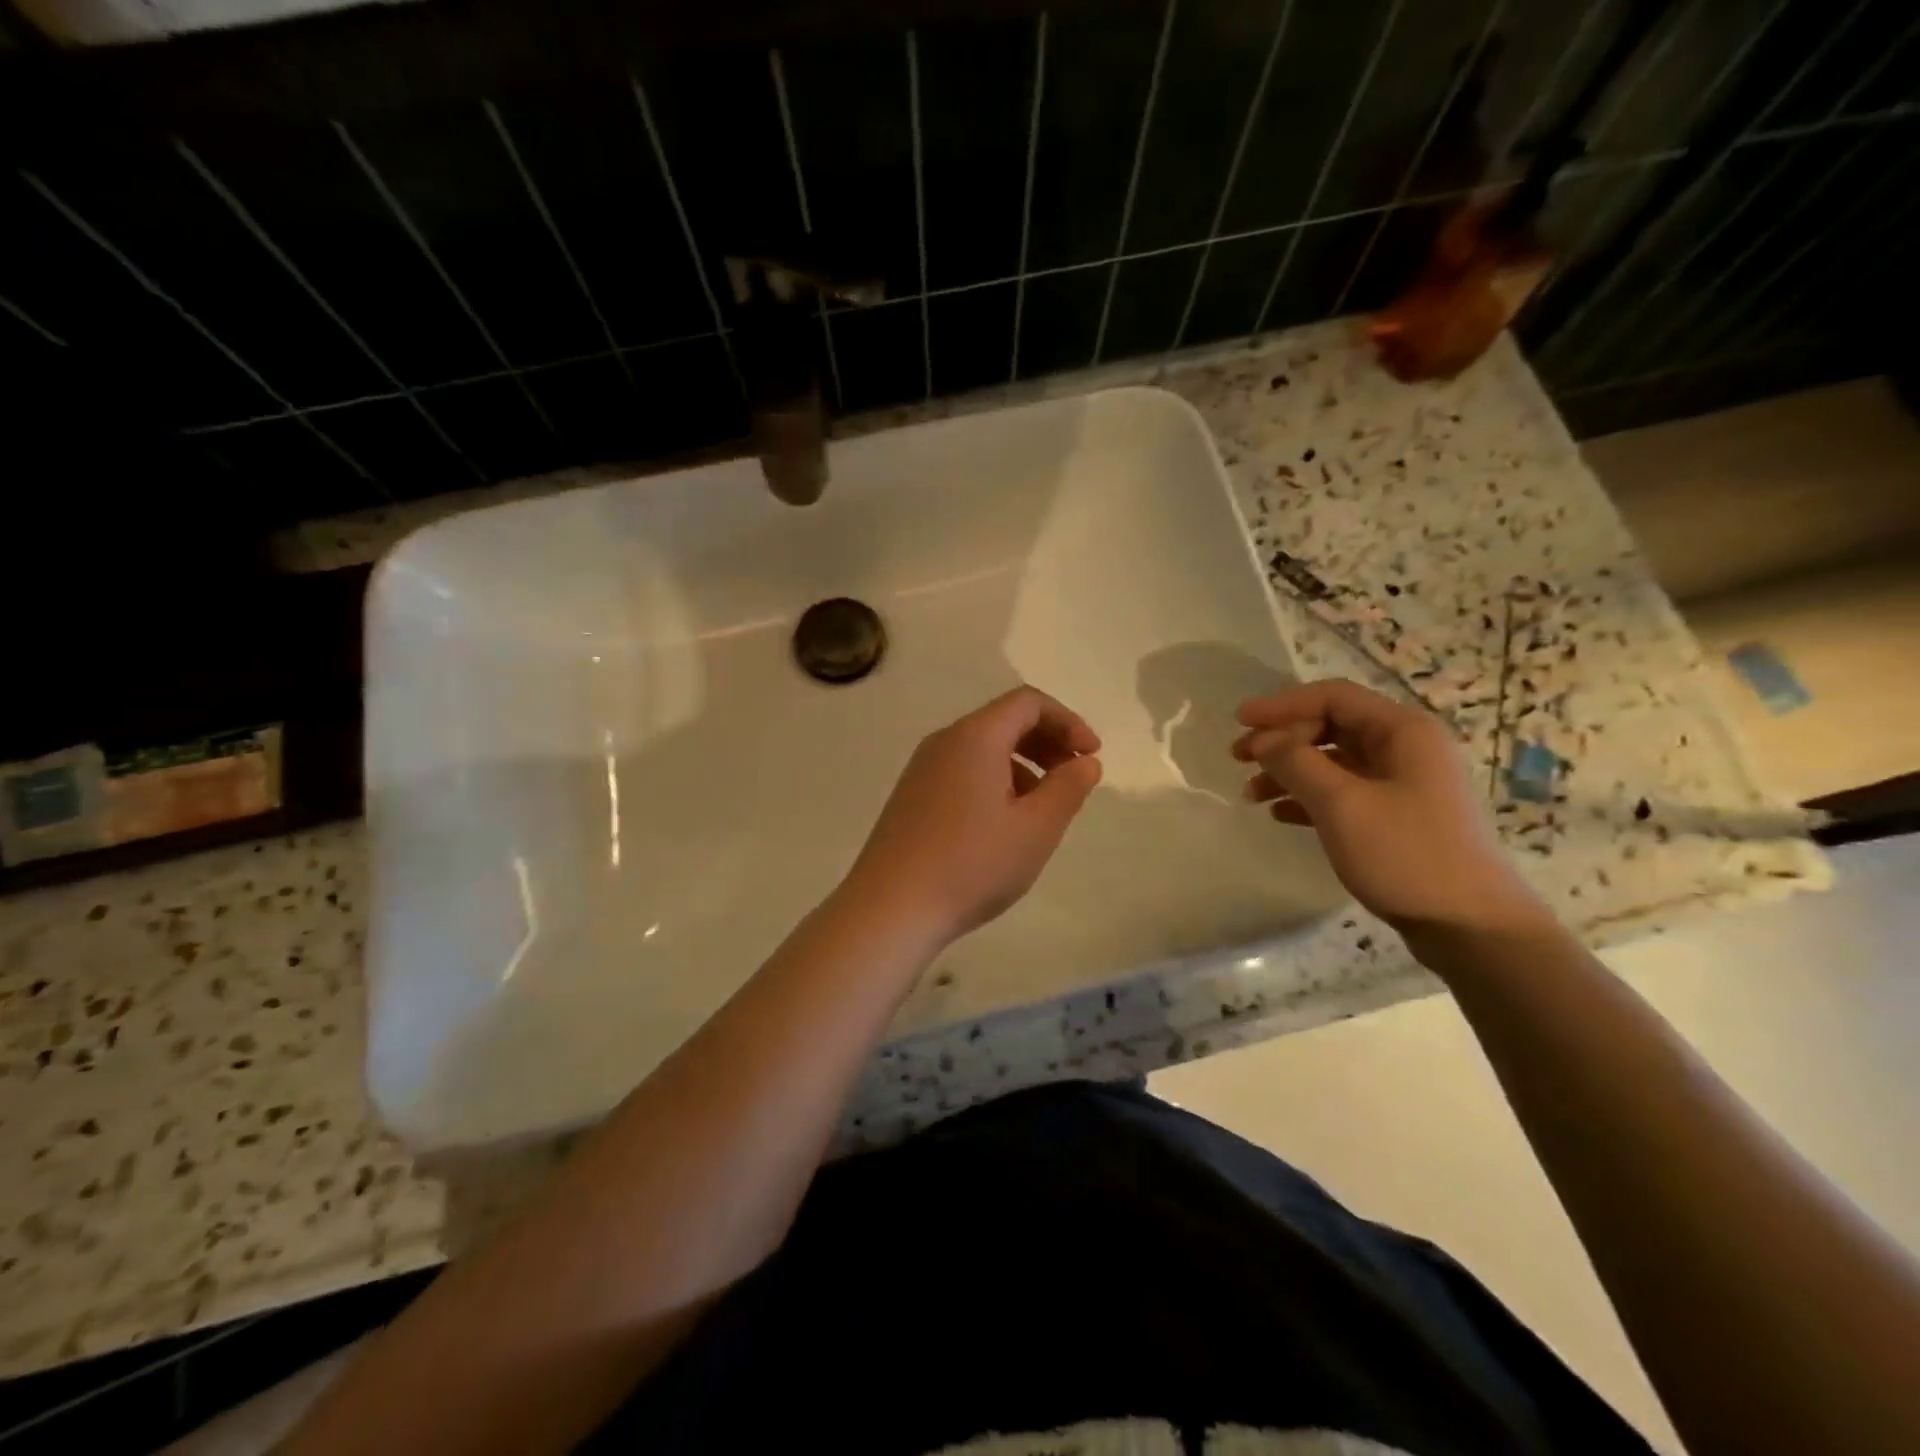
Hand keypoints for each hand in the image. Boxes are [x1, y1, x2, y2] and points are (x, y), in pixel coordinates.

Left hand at [844, 686, 1102, 948]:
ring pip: (982, 748)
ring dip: (1022, 765)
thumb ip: (1068, 788)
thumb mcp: (1035, 829)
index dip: (1067, 722)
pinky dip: (994, 781)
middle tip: (1073, 778)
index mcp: (974, 737)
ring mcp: (922, 769)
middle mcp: (944, 742)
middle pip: (1004, 721)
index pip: (1028, 703)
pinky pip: (962, 771)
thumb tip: (1085, 762)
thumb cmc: (972, 865)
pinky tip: (1004, 824)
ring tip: (1043, 809)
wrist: (890, 908)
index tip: (1091, 756)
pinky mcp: (911, 796)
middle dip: (1046, 742)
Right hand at [1234, 680, 1549, 941]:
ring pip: (1334, 762)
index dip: (1282, 705)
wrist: (1470, 927)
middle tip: (1239, 758)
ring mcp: (1404, 784)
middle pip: (1331, 726)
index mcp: (1403, 731)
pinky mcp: (1398, 816)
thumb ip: (1296, 763)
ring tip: (1251, 794)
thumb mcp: (1341, 804)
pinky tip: (1280, 814)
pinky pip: (1343, 792)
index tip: (1239, 721)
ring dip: (1289, 771)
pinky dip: (1308, 797)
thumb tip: (1263, 740)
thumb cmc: (1406, 855)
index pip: (1333, 698)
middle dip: (1282, 739)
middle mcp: (1407, 748)